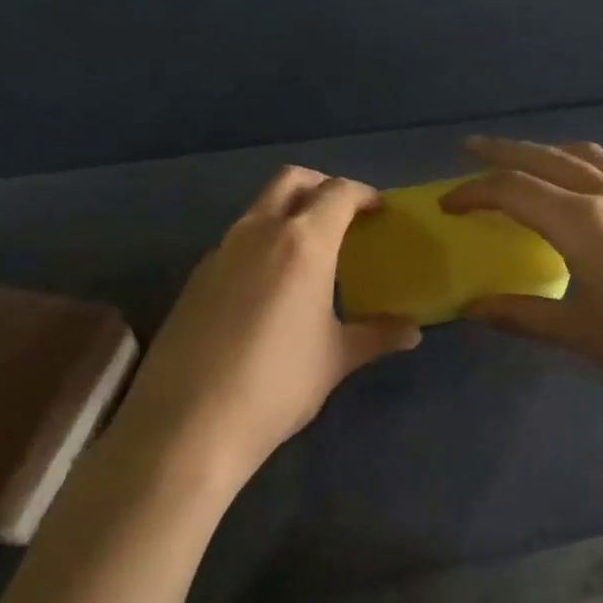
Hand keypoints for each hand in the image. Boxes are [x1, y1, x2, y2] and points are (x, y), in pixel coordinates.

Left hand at [115, 168, 419, 493]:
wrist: (190, 422)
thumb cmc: (279, 383)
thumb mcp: (336, 359)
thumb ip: (377, 335)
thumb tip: (412, 332)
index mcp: (303, 243)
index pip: (338, 193)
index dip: (363, 194)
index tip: (378, 210)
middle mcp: (259, 232)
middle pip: (291, 180)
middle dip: (321, 186)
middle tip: (343, 216)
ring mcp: (220, 251)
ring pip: (259, 208)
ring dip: (287, 213)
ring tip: (309, 253)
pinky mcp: (196, 276)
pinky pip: (236, 241)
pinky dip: (261, 243)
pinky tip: (269, 288)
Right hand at [441, 137, 602, 430]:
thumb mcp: (582, 333)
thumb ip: (524, 315)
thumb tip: (474, 308)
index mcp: (582, 222)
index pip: (513, 189)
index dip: (473, 192)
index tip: (447, 205)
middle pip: (545, 158)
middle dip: (503, 152)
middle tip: (471, 150)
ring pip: (585, 157)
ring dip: (547, 152)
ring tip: (525, 162)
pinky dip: (581, 167)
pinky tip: (583, 195)